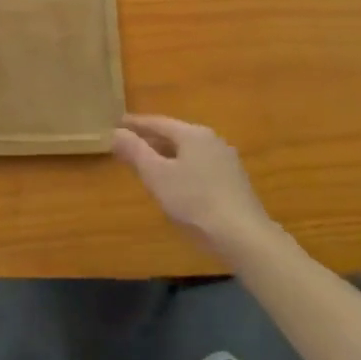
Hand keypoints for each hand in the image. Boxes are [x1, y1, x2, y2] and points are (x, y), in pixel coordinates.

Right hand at [112, 114, 271, 256]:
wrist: (244, 236)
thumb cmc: (195, 201)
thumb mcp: (157, 175)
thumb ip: (135, 151)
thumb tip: (116, 131)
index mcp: (193, 134)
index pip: (158, 122)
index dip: (135, 124)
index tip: (116, 123)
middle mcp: (212, 140)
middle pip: (174, 135)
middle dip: (150, 139)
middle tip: (128, 144)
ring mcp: (226, 161)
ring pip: (188, 151)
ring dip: (166, 155)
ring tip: (148, 163)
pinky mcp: (234, 182)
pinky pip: (199, 166)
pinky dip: (181, 168)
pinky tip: (175, 182)